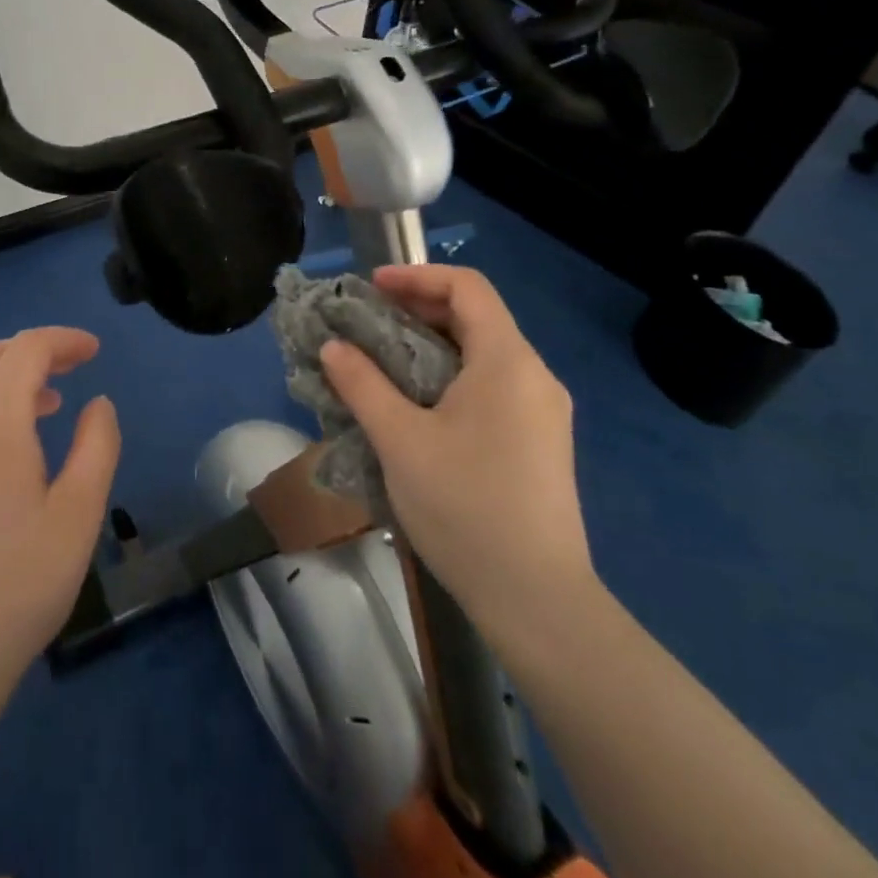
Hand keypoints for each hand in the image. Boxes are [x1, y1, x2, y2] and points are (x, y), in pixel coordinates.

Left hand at [0, 328, 120, 702]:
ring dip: (7, 383)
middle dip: (35, 353)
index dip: (64, 340)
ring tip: (45, 409)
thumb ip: (97, 446)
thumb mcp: (78, 516)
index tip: (94, 351)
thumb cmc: (18, 587)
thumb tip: (97, 403)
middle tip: (73, 369)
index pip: (27, 350)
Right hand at [320, 265, 595, 654]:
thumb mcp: (400, 440)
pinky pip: (493, 385)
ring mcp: (544, 411)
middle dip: (418, 309)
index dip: (417, 276)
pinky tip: (418, 405)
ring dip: (432, 344)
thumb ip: (362, 384)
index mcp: (507, 361)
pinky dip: (451, 374)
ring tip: (384, 360)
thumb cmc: (465, 507)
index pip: (467, 287)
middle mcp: (534, 375)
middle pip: (477, 316)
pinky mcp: (541, 442)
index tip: (371, 287)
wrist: (537, 601)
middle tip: (368, 322)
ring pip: (484, 352)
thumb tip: (333, 346)